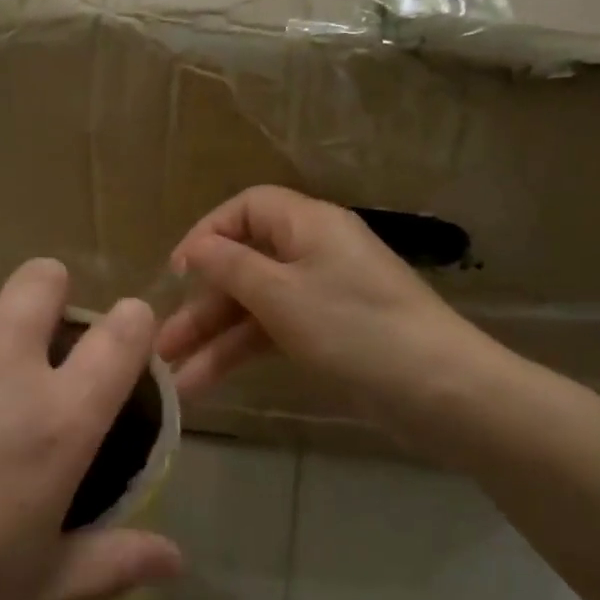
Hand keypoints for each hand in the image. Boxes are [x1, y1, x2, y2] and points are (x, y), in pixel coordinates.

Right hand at [157, 187, 493, 425]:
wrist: (437, 390)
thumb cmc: (353, 328)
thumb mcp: (282, 294)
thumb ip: (230, 267)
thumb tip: (195, 248)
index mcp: (307, 225)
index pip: (246, 209)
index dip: (206, 234)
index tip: (177, 273)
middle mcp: (313, 253)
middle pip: (244, 265)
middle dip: (201, 305)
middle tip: (162, 346)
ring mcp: (322, 297)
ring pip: (255, 308)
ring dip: (214, 340)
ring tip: (173, 380)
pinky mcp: (329, 335)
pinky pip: (274, 334)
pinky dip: (242, 355)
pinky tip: (208, 384)